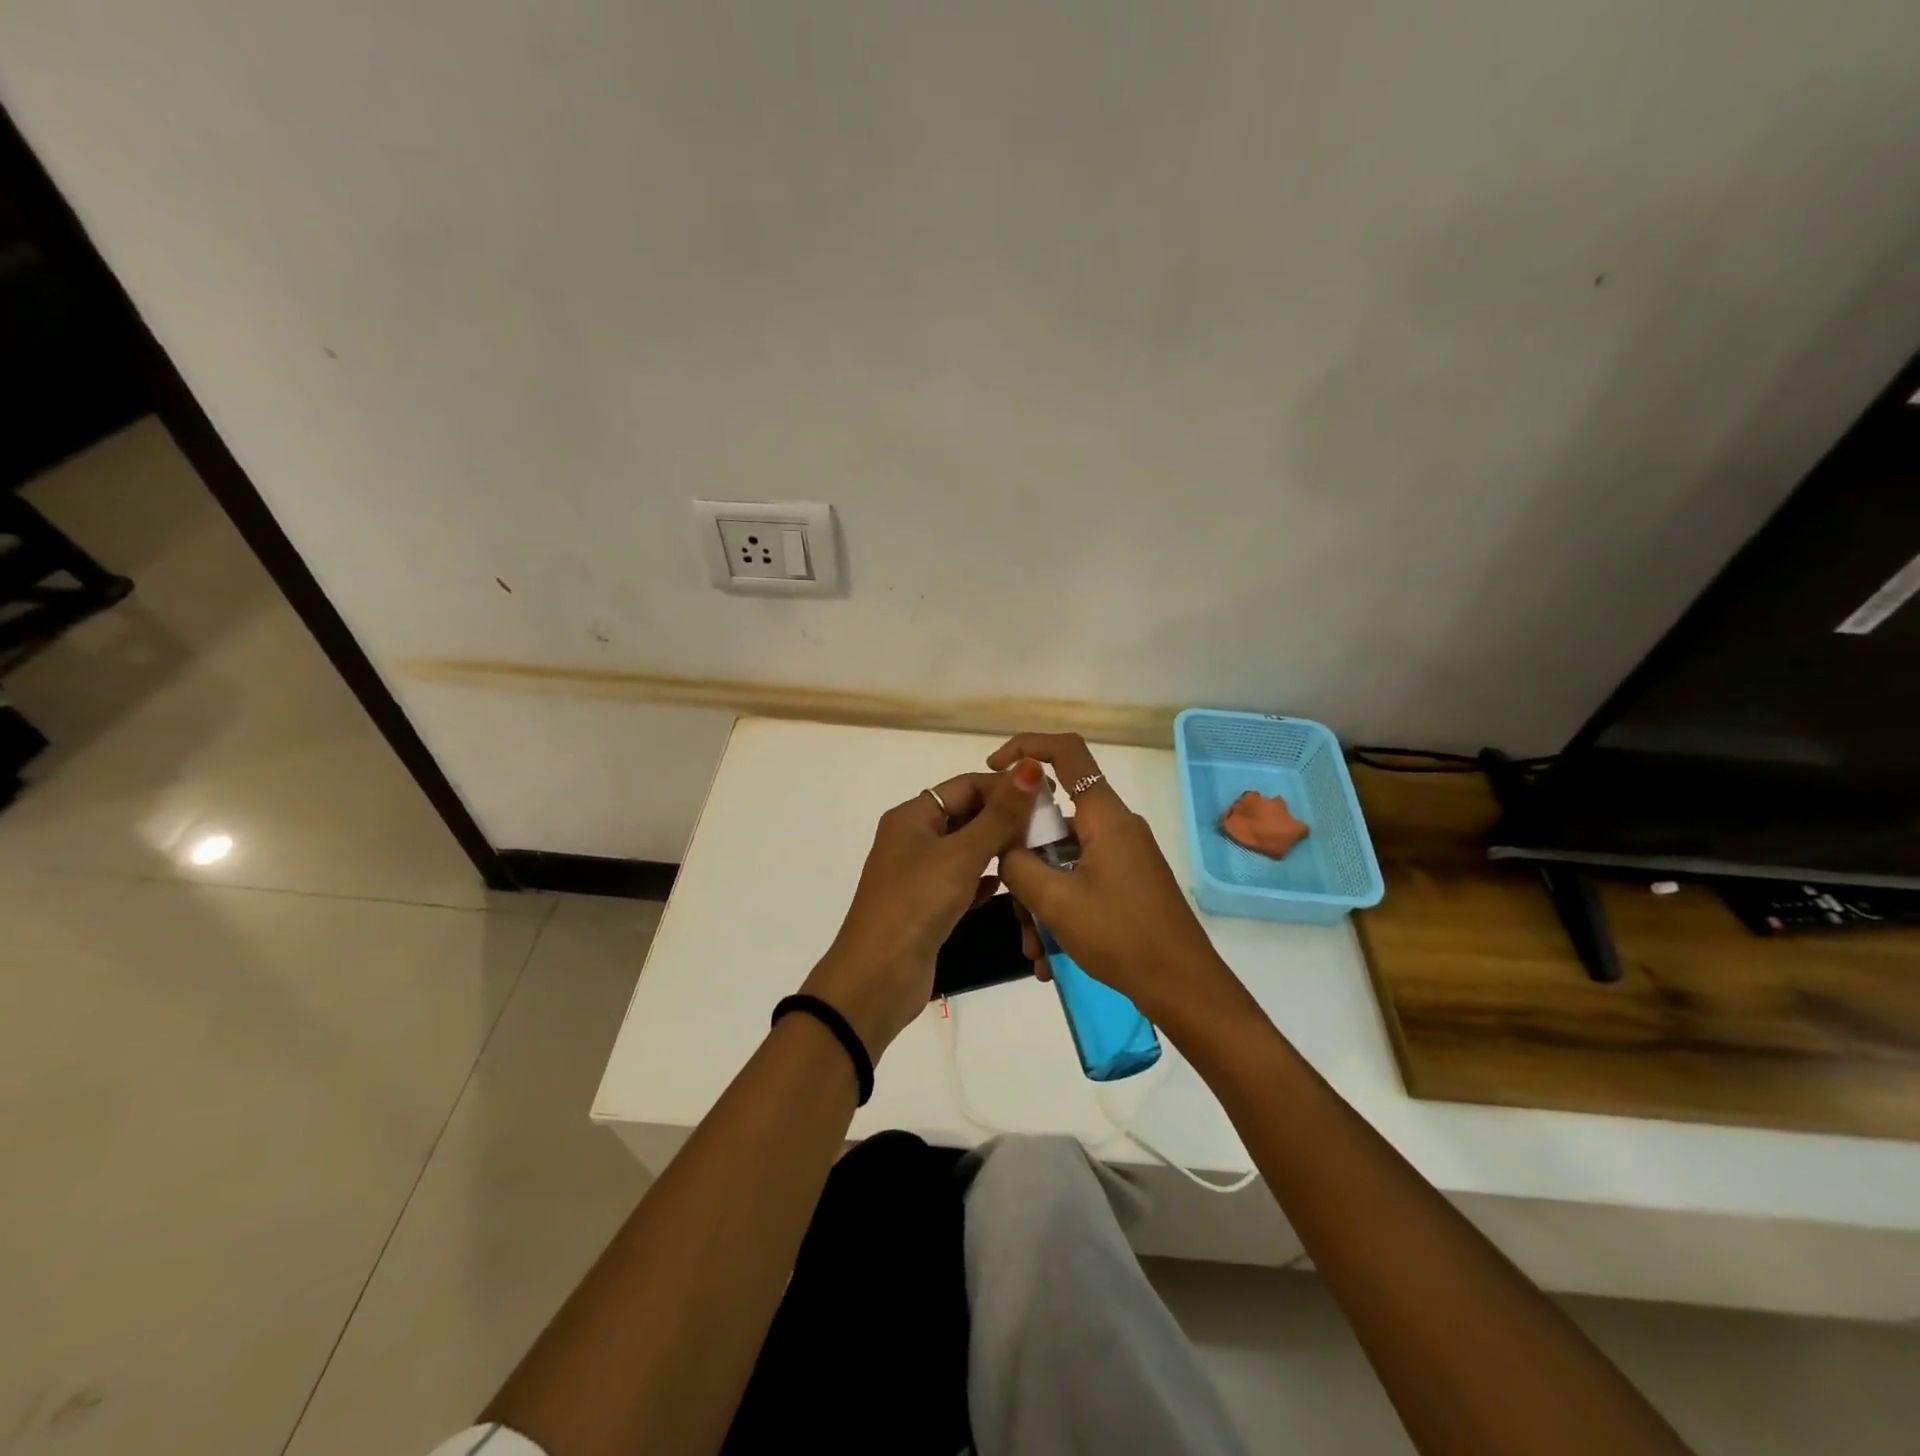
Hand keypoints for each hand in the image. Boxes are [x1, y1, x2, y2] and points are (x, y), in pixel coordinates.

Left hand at [802, 761, 1045, 1055]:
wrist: (878, 978)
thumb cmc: (916, 904)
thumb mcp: (961, 856)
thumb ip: (999, 815)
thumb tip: (1029, 768)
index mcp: (912, 817)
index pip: (965, 785)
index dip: (1004, 786)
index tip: (1046, 794)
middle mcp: (913, 839)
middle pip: (966, 815)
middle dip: (1004, 817)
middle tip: (1049, 825)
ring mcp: (920, 874)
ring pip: (967, 849)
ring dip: (998, 848)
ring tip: (1037, 851)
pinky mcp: (928, 905)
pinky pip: (963, 881)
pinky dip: (985, 879)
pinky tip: (1008, 884)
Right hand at [988, 733, 1241, 1027]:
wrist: (1183, 987)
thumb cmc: (1121, 936)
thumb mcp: (1057, 901)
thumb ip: (1018, 864)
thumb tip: (1003, 845)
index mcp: (1105, 816)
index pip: (1067, 752)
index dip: (1027, 746)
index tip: (994, 768)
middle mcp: (1115, 827)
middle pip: (1054, 819)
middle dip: (1023, 860)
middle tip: (1011, 904)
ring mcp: (1122, 856)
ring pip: (1062, 859)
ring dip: (1038, 900)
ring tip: (1034, 951)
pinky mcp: (1125, 883)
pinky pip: (1078, 882)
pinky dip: (1059, 911)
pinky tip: (1049, 957)